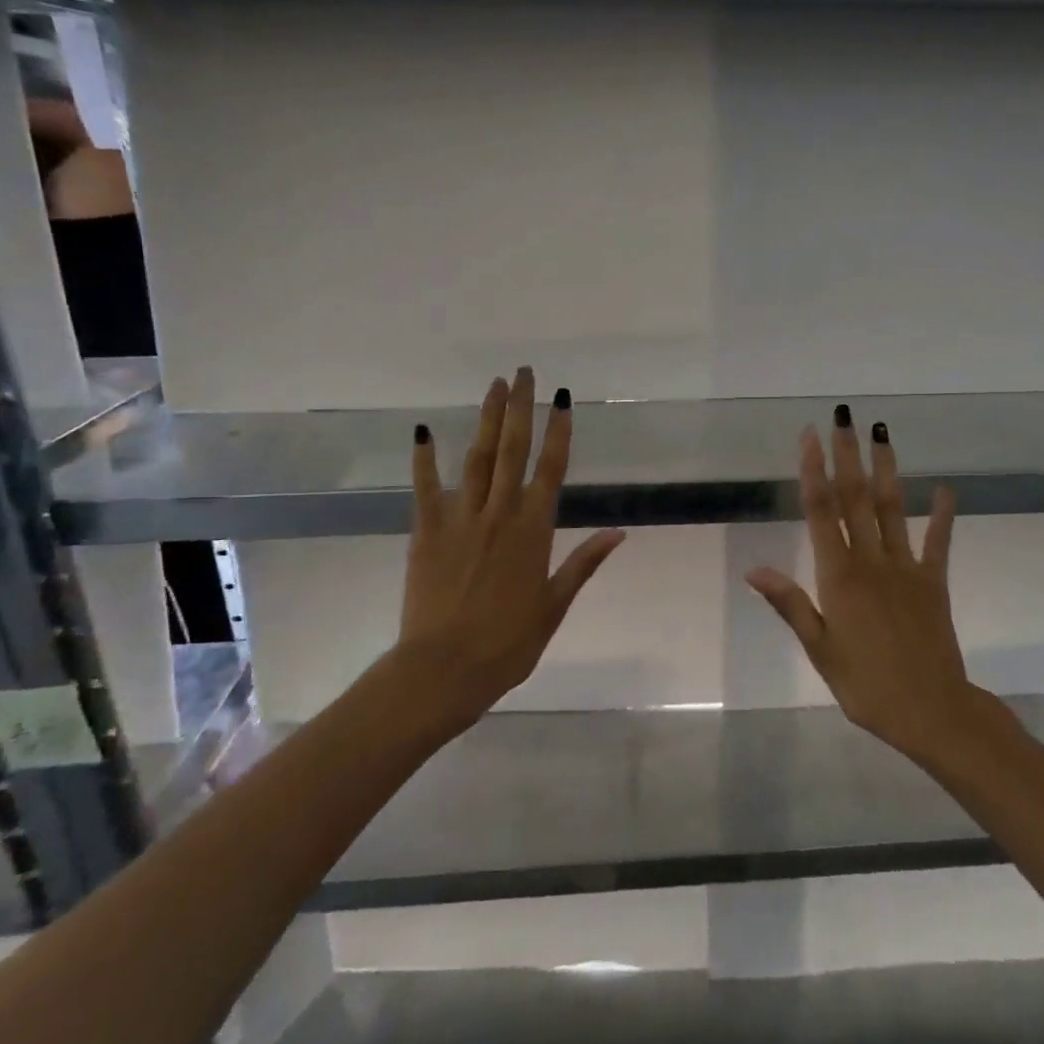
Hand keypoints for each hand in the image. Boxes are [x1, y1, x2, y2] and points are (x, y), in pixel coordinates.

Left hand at [399, 368, 624, 732]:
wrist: (444, 670)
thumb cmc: (508, 643)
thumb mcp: (554, 605)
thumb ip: (584, 563)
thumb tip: (619, 533)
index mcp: (534, 530)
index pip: (552, 468)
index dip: (559, 430)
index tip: (562, 398)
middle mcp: (500, 513)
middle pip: (513, 449)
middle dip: (520, 408)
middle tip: (524, 372)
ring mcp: (461, 518)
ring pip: (477, 458)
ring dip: (486, 418)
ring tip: (494, 386)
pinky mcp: (427, 531)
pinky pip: (425, 487)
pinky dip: (424, 459)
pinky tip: (424, 431)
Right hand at [746, 407, 972, 762]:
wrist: (930, 711)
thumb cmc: (865, 684)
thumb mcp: (819, 649)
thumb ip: (789, 603)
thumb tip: (753, 568)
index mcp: (838, 576)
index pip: (821, 512)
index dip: (814, 471)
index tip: (810, 436)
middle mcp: (871, 560)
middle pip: (856, 498)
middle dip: (847, 455)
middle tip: (844, 417)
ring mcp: (906, 567)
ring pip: (892, 508)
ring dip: (886, 468)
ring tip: (882, 433)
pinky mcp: (933, 581)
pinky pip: (937, 541)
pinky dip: (942, 513)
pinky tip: (946, 487)